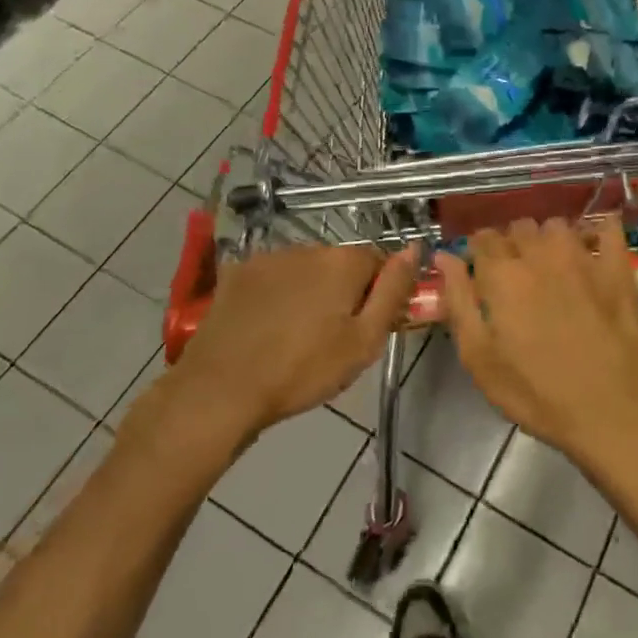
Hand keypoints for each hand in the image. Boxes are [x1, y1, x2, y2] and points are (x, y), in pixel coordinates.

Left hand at [140, 244, 418, 450]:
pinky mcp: (239, 273)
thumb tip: (415, 248)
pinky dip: (278, 295)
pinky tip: (267, 327)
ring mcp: (270, 257)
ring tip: (296, 336)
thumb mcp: (363, 341)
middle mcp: (309, 248)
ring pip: (307, 270)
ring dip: (310, 292)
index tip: (368, 327)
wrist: (222, 389)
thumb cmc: (303, 370)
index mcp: (344, 262)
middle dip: (344, 292)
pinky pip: (274, 277)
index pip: (379, 263)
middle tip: (333, 338)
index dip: (379, 294)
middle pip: (341, 264)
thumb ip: (394, 291)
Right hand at [435, 216, 637, 473]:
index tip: (481, 270)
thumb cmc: (536, 393)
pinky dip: (598, 230)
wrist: (610, 413)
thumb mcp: (480, 358)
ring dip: (548, 238)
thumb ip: (459, 301)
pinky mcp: (618, 269)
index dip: (479, 251)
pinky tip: (594, 246)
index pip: (483, 238)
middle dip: (512, 243)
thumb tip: (444, 256)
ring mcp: (583, 258)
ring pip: (557, 225)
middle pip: (519, 227)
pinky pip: (608, 228)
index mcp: (503, 275)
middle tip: (515, 274)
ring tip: (550, 264)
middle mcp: (541, 254)